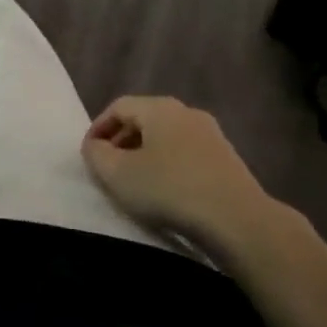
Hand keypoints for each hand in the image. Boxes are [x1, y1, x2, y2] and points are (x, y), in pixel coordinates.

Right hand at [81, 96, 286, 251]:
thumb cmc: (170, 190)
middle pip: (144, 119)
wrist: (238, 219)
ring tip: (135, 181)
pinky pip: (187, 153)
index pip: (119, 106)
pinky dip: (169, 165)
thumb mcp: (119, 175)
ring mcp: (211, 134)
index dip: (98, 127)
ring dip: (145, 154)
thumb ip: (97, 155)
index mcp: (159, 107)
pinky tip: (166, 191)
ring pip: (167, 136)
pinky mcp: (227, 158)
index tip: (89, 154)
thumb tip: (95, 145)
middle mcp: (186, 112)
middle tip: (108, 167)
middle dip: (121, 140)